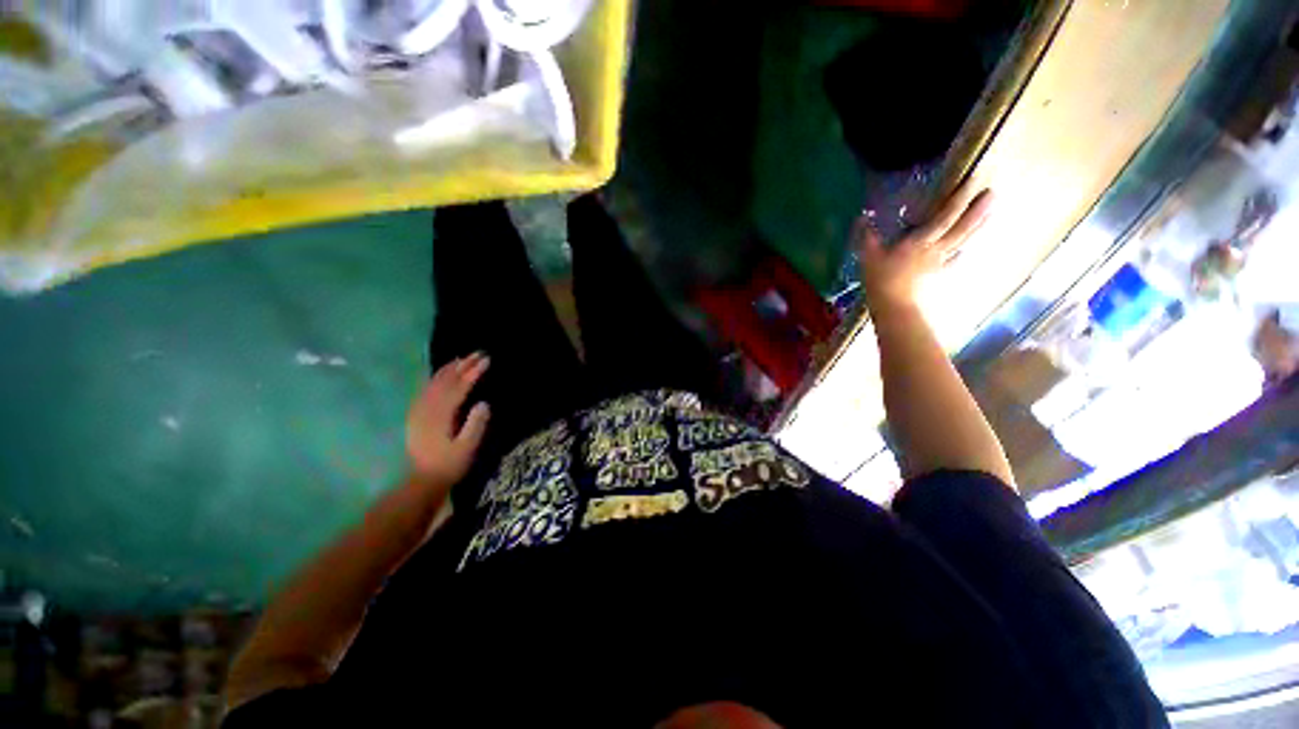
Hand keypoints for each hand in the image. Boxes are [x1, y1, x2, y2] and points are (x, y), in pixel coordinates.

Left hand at [405, 353, 491, 491]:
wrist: (423, 480)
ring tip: (463, 357)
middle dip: (463, 365)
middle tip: (479, 353)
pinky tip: (443, 373)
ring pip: (434, 383)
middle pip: (446, 381)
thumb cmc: (450, 465)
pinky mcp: (416, 414)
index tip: (487, 360)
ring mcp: (419, 410)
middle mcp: (427, 409)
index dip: (473, 373)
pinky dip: (436, 377)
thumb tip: (484, 403)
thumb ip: (475, 425)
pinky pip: (426, 389)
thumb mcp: (467, 448)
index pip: (459, 388)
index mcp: (441, 416)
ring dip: (449, 368)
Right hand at [857, 185, 992, 312]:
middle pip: (962, 227)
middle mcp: (936, 249)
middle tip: (994, 193)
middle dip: (979, 209)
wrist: (896, 309)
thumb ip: (868, 237)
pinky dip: (960, 254)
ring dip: (977, 227)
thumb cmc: (882, 281)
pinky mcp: (938, 277)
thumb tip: (862, 217)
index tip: (974, 179)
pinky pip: (953, 261)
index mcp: (920, 241)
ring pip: (962, 242)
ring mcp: (940, 264)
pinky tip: (962, 253)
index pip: (945, 216)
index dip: (960, 197)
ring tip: (990, 214)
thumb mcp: (869, 257)